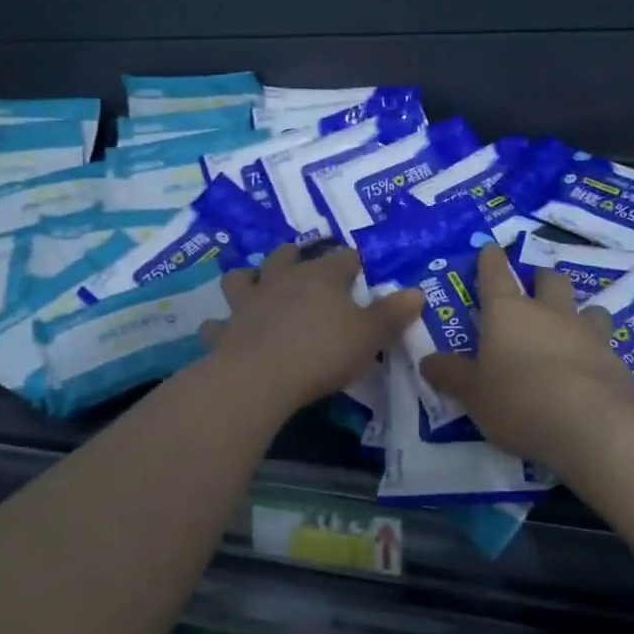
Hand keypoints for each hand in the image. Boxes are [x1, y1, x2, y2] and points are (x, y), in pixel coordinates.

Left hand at [199, 245, 424, 408]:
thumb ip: (392, 314)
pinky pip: (216, 325)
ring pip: (242, 278)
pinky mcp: (225, 331)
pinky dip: (219, 327)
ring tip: (253, 286)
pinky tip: (221, 333)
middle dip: (293, 256)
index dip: (353, 263)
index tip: (360, 269)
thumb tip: (417, 292)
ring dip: (247, 280)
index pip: (343, 258)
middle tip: (301, 264)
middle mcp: (282, 280)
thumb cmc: (322, 351)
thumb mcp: (369, 335)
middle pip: (286, 256)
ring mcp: (248, 303)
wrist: (260, 377)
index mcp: (321, 276)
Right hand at [419, 242, 633, 468]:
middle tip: (535, 290)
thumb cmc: (519, 401)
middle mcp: (549, 313)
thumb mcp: (473, 394)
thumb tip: (427, 361)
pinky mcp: (615, 361)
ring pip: (588, 308)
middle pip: (549, 280)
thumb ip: (451, 375)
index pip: (495, 273)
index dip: (490, 259)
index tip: (490, 248)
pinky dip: (596, 352)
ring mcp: (587, 334)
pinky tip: (591, 372)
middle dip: (542, 279)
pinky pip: (605, 346)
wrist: (591, 426)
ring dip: (579, 313)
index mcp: (508, 312)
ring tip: (572, 329)